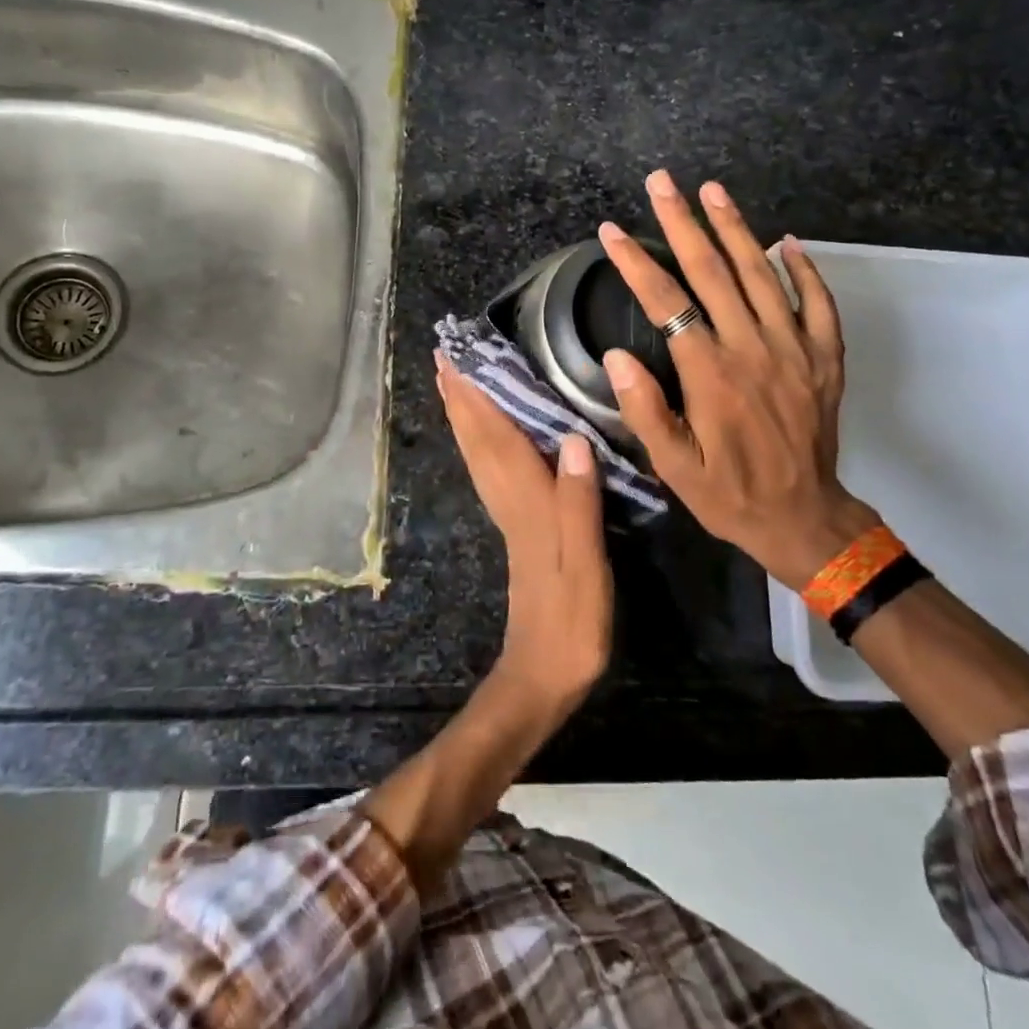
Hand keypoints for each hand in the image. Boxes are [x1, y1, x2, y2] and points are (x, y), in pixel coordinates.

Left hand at [435, 352, 612, 724]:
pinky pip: (487, 470)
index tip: (456, 358)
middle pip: (477, 439)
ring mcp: (507, 514)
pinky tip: (481, 436)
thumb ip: (578, 501)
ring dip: (463, 415)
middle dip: (460, 396)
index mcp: (526, 500)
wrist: (544, 672)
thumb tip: (572, 438)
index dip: (476, 395)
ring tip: (453, 383)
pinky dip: (477, 443)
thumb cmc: (571, 620)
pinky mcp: (513, 527)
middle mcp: (508, 499)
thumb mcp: (585, 563)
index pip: (495, 436)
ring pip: (477, 453)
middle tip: (443, 356)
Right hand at [597, 170, 880, 590]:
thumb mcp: (673, 466)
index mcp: (711, 373)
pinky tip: (787, 242)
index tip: (611, 231)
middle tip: (662, 182)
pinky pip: (818, 303)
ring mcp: (794, 349)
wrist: (803, 518)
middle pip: (713, 272)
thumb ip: (645, 410)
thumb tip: (617, 357)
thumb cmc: (728, 493)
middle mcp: (752, 348)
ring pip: (762, 275)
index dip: (636, 263)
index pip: (666, 303)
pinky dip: (804, 269)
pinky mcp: (824, 358)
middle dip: (682, 223)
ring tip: (712, 190)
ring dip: (735, 229)